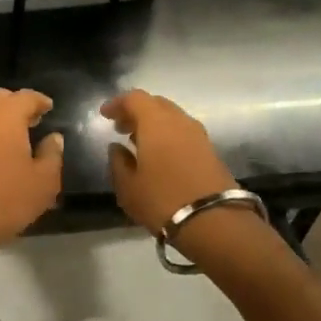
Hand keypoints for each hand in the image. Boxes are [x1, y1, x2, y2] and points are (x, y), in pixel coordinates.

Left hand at [0, 88, 63, 268]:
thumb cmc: (6, 199)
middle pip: (1, 98)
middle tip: (34, 120)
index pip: (25, 97)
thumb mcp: (43, 182)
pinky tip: (1, 154)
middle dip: (18, 104)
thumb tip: (54, 137)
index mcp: (6, 116)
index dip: (40, 100)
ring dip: (2, 119)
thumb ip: (52, 155)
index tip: (50, 107)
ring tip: (20, 138)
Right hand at [102, 89, 236, 234]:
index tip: (105, 115)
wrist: (214, 222)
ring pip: (172, 117)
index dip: (118, 103)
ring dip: (154, 124)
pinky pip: (183, 132)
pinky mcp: (211, 150)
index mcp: (155, 122)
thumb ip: (118, 162)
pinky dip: (168, 135)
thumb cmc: (163, 200)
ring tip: (139, 142)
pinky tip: (160, 155)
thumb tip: (116, 147)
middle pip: (155, 104)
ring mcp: (198, 134)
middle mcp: (179, 120)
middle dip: (136, 112)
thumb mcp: (128, 187)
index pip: (134, 98)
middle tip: (121, 128)